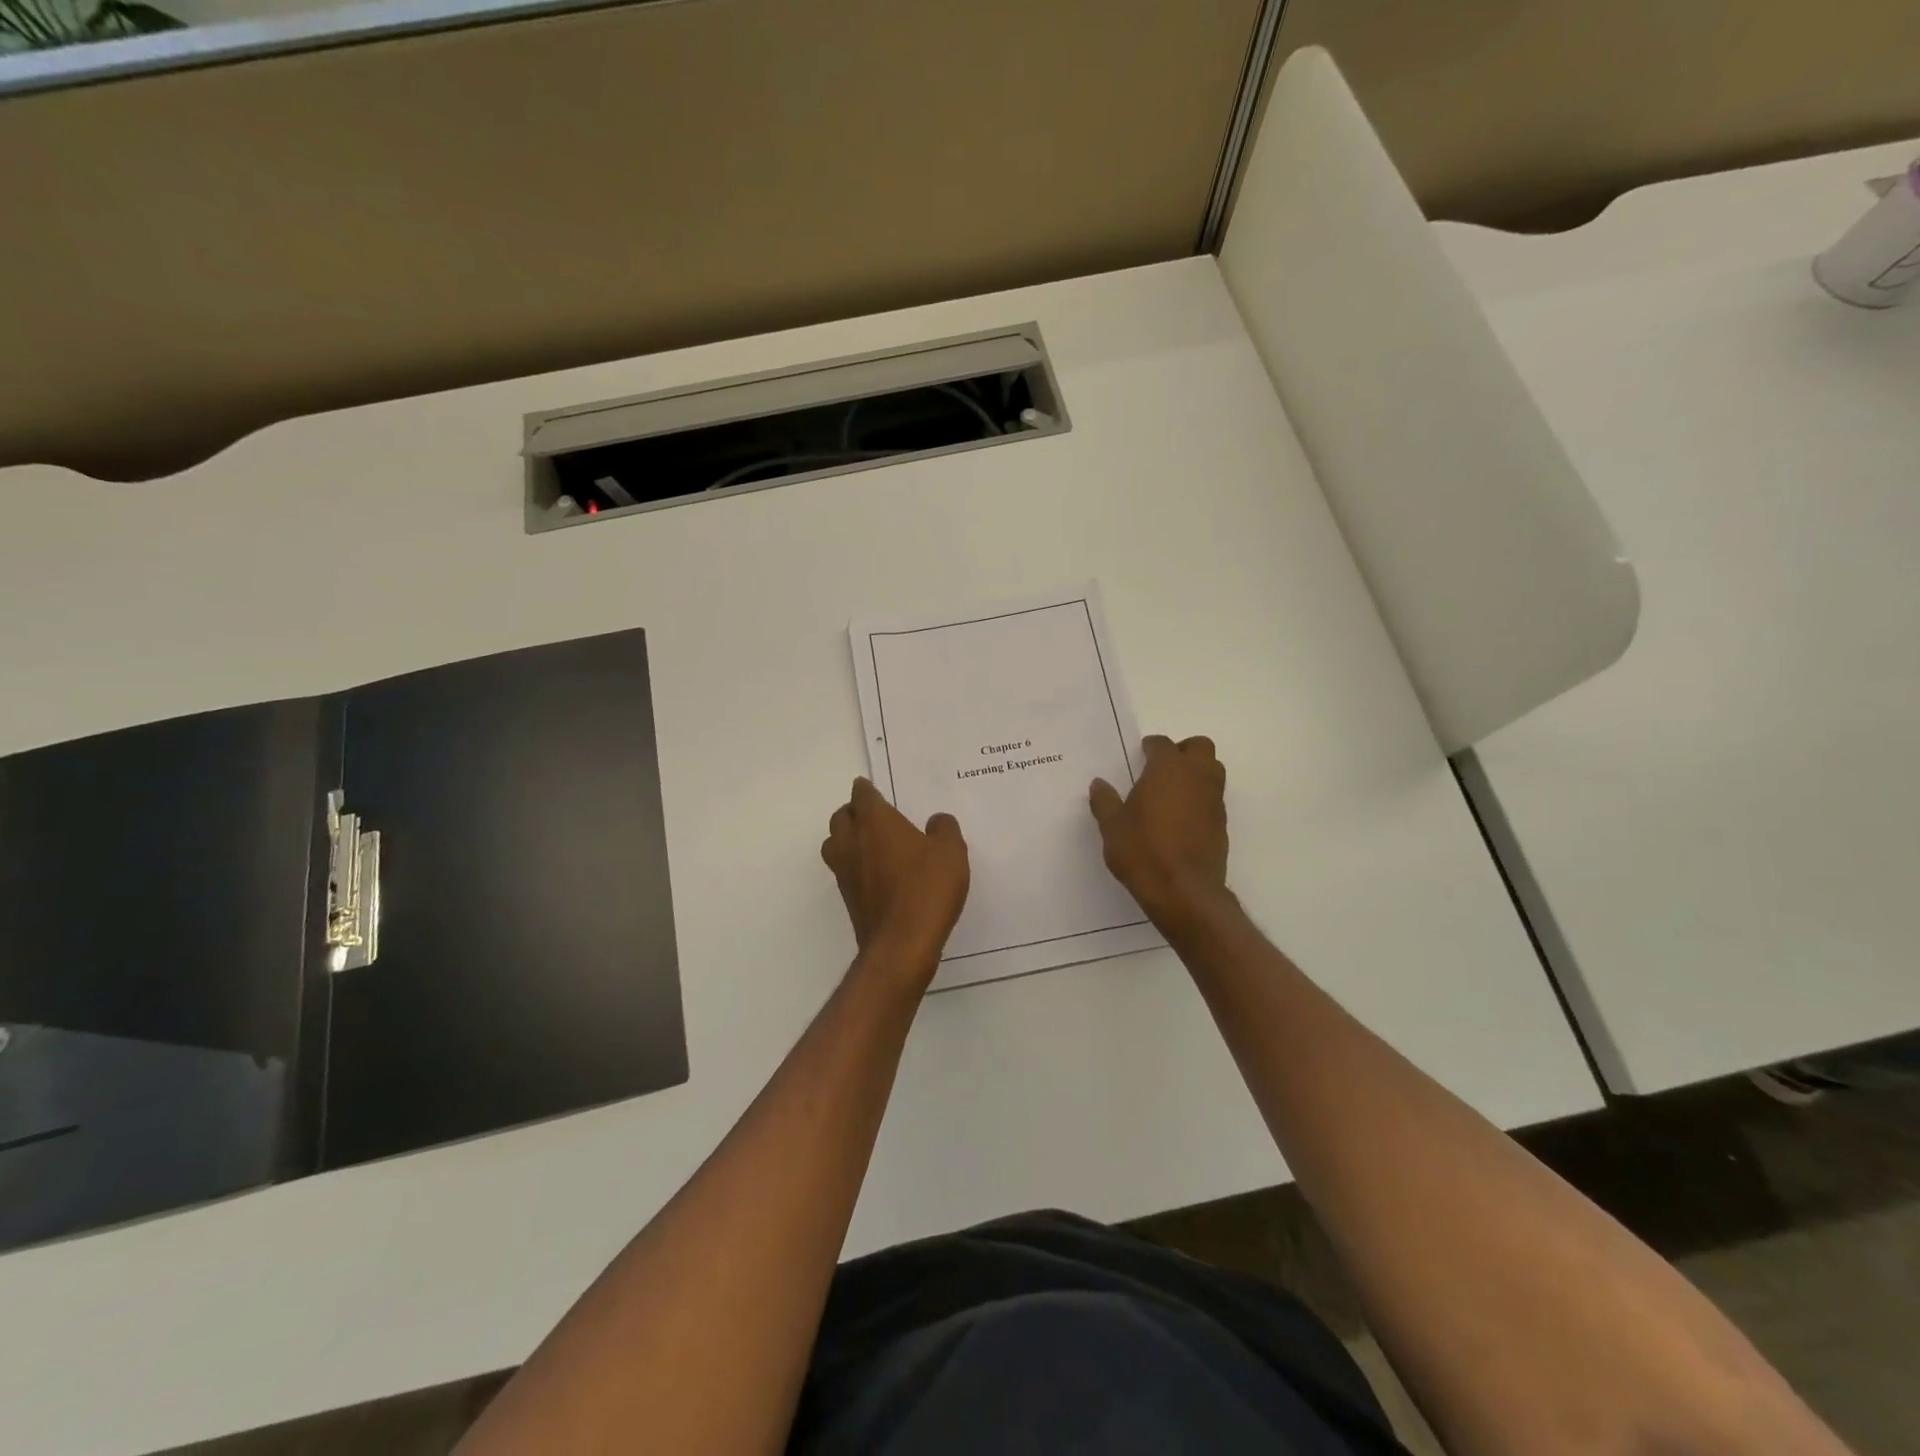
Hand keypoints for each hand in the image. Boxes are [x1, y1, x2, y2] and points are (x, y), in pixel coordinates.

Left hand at [821, 779, 969, 976]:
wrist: (901, 944)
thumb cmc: (926, 889)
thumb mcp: (951, 852)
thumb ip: (944, 829)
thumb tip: (936, 821)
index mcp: (875, 822)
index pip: (862, 795)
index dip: (866, 790)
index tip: (871, 789)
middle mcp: (853, 842)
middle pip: (841, 817)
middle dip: (853, 811)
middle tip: (873, 815)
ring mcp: (845, 872)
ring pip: (834, 843)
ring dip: (846, 837)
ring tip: (869, 842)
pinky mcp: (847, 898)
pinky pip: (843, 870)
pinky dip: (853, 864)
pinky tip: (875, 872)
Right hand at [1089, 735, 1228, 926]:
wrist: (1182, 891)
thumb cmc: (1142, 850)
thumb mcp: (1112, 826)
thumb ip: (1105, 801)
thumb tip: (1099, 784)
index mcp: (1168, 769)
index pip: (1162, 744)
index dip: (1151, 747)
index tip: (1141, 755)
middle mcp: (1197, 777)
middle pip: (1200, 747)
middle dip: (1183, 751)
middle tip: (1162, 768)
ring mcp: (1214, 801)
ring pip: (1213, 771)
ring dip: (1196, 774)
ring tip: (1172, 792)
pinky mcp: (1222, 825)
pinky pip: (1213, 799)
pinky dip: (1201, 800)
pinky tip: (1181, 819)